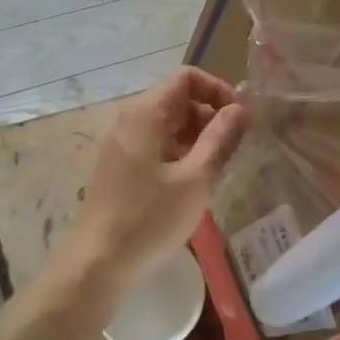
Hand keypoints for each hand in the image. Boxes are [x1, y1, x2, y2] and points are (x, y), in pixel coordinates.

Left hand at [65, 67, 249, 293]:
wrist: (98, 262)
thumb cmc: (151, 218)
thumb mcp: (196, 178)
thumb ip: (221, 138)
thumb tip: (241, 109)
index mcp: (146, 113)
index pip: (187, 77)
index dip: (218, 90)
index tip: (240, 119)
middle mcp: (130, 120)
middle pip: (177, 99)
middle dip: (210, 117)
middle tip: (232, 150)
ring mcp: (121, 143)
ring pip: (168, 124)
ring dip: (196, 138)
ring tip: (215, 170)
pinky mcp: (119, 166)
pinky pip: (155, 144)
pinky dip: (179, 153)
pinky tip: (191, 184)